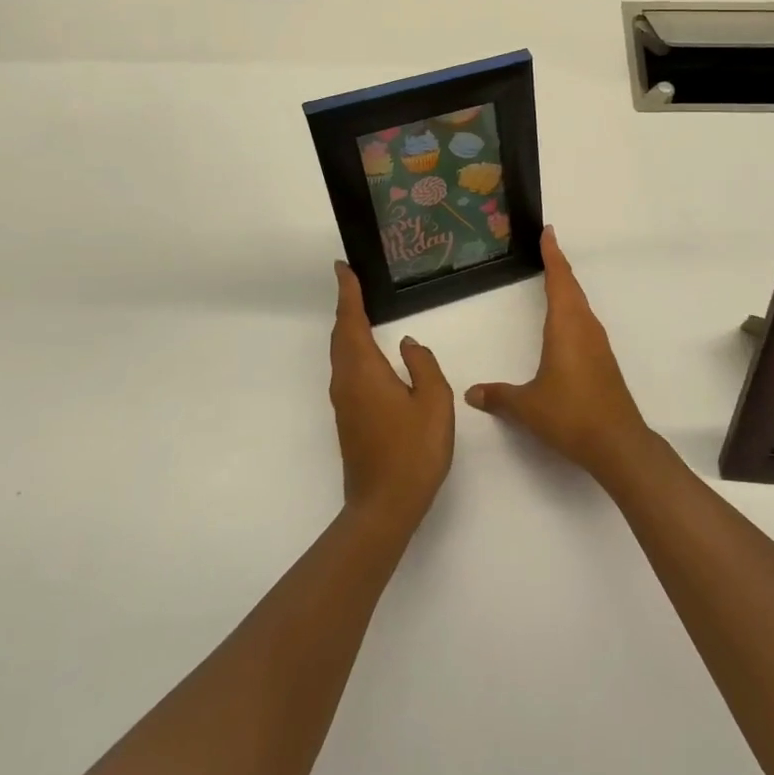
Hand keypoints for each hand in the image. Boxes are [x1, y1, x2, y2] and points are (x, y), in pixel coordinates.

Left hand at [329, 262, 454, 529]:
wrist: (384, 506)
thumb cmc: (413, 451)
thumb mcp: (433, 402)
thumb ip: (423, 366)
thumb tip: (408, 344)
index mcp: (364, 371)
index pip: (350, 321)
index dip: (347, 293)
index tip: (342, 268)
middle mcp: (346, 382)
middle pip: (340, 335)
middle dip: (345, 306)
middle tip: (352, 282)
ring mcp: (344, 402)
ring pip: (341, 354)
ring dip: (347, 328)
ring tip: (360, 309)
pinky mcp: (348, 419)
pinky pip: (346, 370)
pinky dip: (352, 349)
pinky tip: (369, 354)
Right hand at [465, 228, 653, 478]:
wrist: (617, 442)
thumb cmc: (570, 414)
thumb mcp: (526, 406)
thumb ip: (498, 396)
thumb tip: (472, 392)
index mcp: (566, 326)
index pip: (559, 280)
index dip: (552, 255)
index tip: (548, 232)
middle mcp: (585, 328)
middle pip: (572, 288)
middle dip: (559, 266)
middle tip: (547, 247)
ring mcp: (598, 344)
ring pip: (581, 305)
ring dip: (568, 288)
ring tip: (554, 278)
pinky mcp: (604, 360)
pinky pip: (585, 322)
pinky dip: (573, 309)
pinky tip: (566, 322)